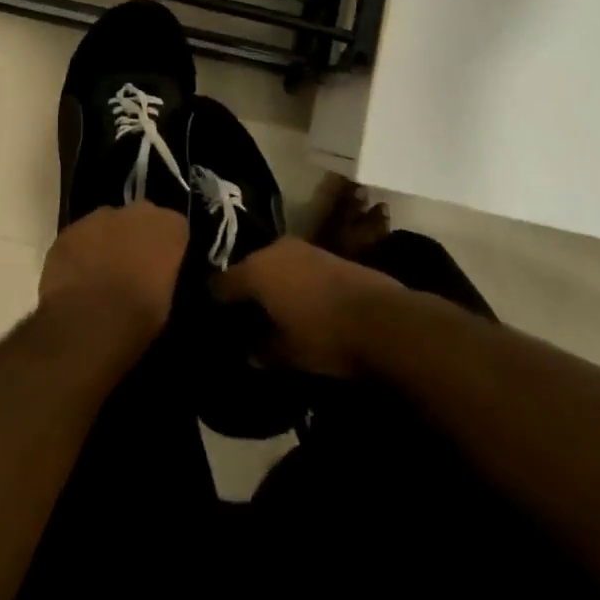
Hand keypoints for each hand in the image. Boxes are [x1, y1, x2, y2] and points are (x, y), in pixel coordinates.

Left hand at [38, 202, 186, 352]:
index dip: (168, 248)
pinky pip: (80, 237)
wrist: (87, 324)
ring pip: (108, 223)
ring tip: (102, 273)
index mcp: (168, 227)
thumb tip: (155, 275)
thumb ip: (164, 274)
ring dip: (108, 241)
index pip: (175, 227)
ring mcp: (98, 218)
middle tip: (133, 267)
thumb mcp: (167, 300)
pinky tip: (78, 277)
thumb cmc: (138, 317)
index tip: (163, 268)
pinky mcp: (68, 231)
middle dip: (138, 237)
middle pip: (141, 218)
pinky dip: (81, 251)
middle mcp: (135, 212)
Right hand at [211, 237, 402, 376]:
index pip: (220, 284)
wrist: (384, 319)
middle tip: (246, 317)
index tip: (216, 320)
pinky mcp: (328, 253)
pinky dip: (294, 281)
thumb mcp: (287, 352)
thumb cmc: (324, 337)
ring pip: (275, 265)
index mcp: (255, 271)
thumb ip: (262, 349)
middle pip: (248, 268)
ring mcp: (303, 248)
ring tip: (274, 310)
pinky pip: (298, 266)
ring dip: (272, 283)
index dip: (216, 303)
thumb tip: (250, 350)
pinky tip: (301, 302)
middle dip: (246, 290)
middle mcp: (274, 250)